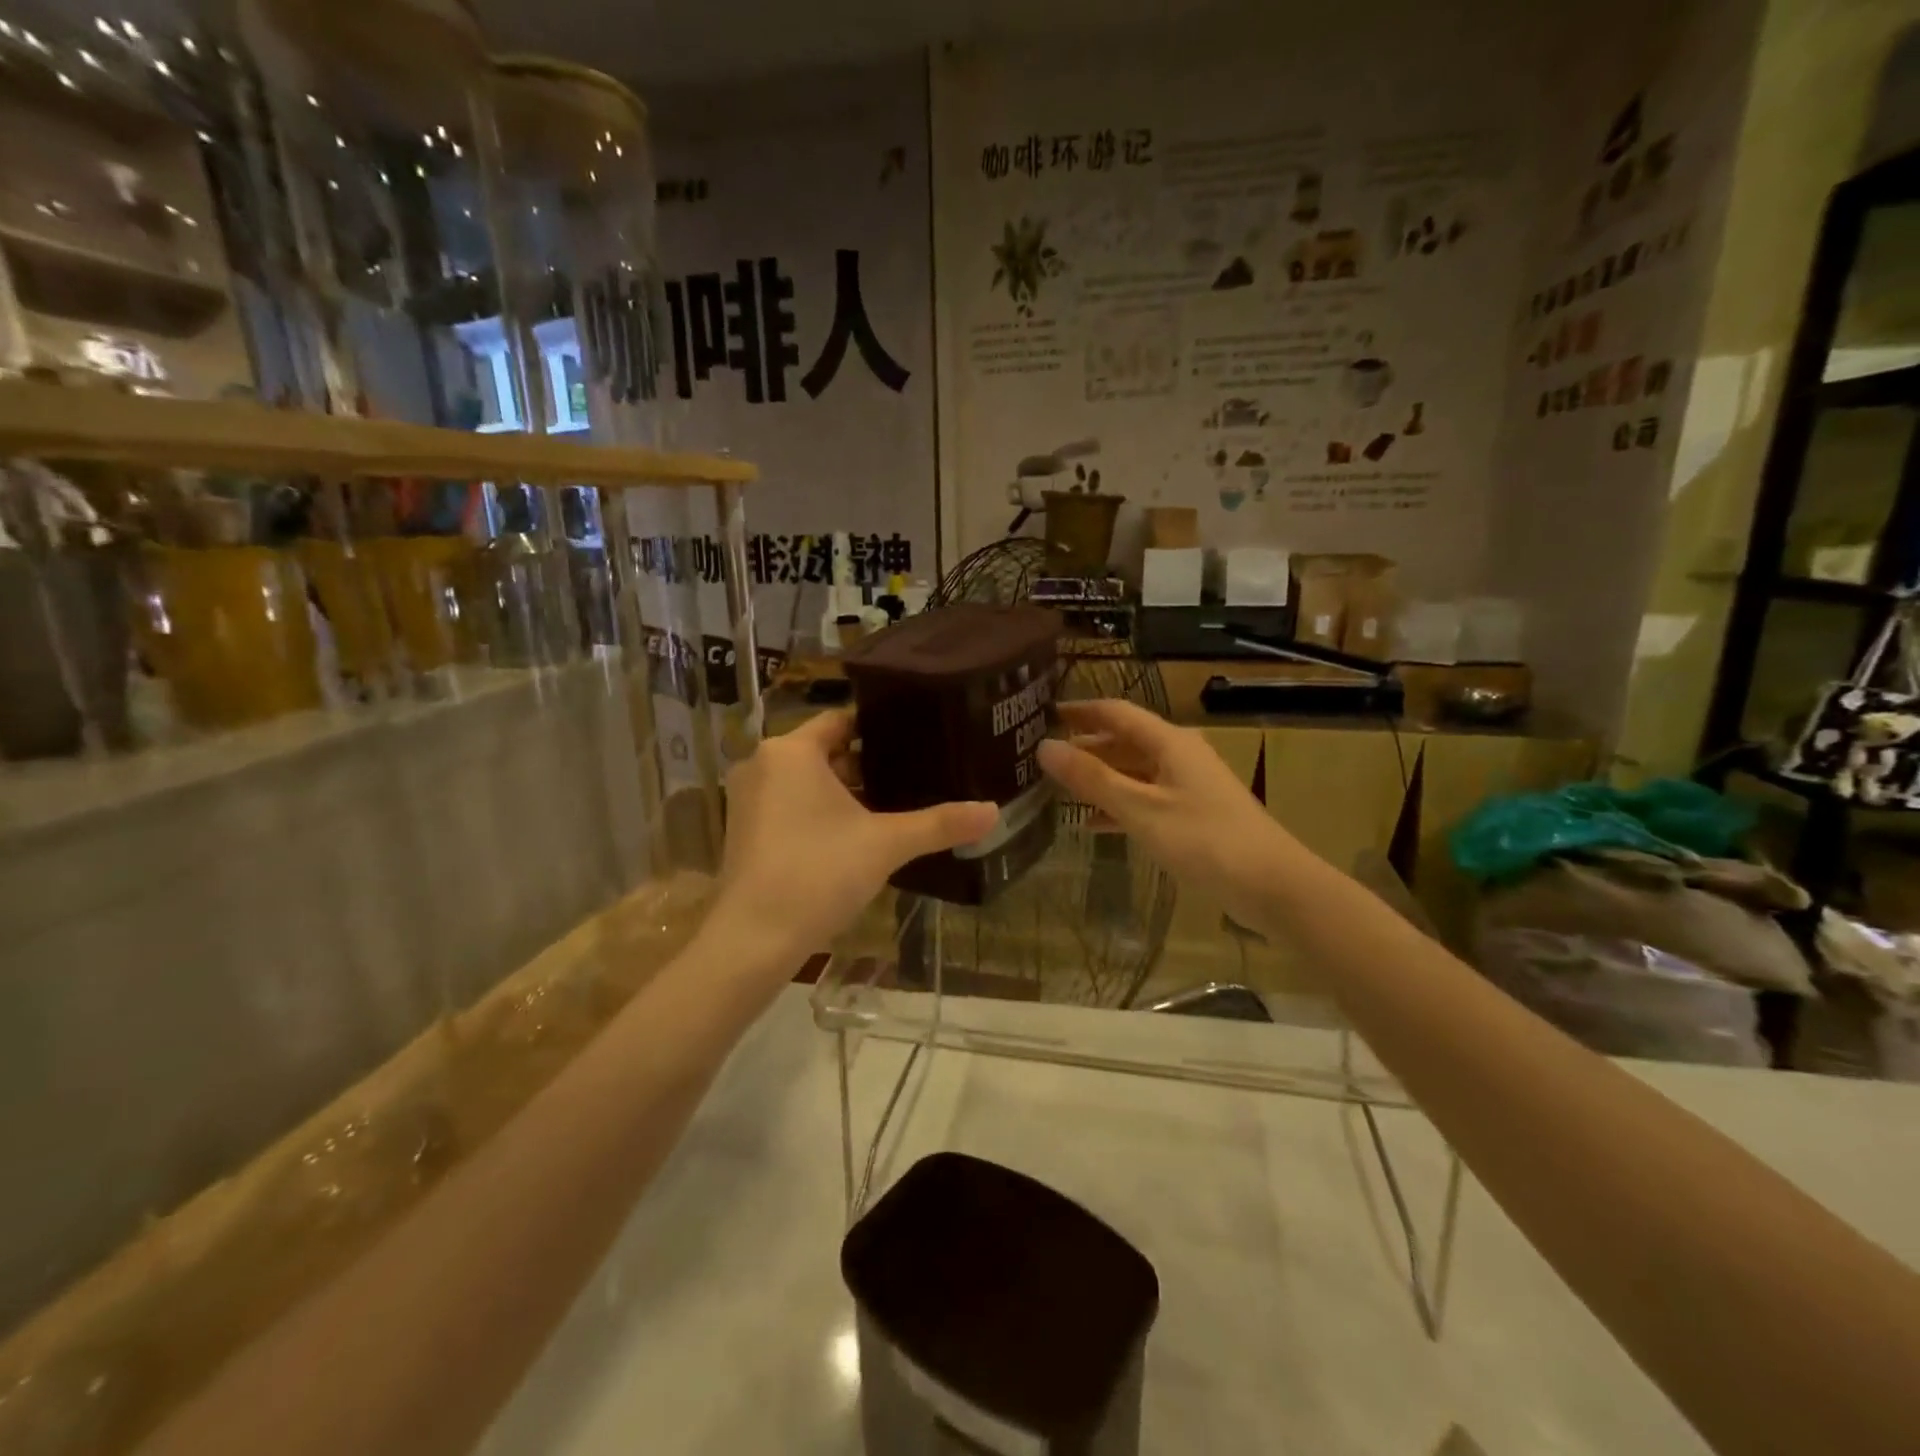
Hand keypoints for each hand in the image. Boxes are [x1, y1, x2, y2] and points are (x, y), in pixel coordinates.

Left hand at [711, 711, 998, 974]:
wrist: (753, 939)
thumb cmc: (818, 873)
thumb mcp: (886, 844)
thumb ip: (940, 824)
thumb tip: (994, 811)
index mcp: (791, 751)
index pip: (842, 721)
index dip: (881, 730)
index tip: (917, 741)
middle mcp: (763, 764)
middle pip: (825, 751)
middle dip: (867, 766)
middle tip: (914, 777)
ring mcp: (747, 798)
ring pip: (807, 781)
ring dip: (843, 793)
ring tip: (892, 806)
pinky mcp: (743, 829)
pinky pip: (789, 804)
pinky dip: (818, 812)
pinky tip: (854, 836)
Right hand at [1037, 700, 1302, 932]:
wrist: (1271, 885)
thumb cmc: (1204, 840)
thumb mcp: (1141, 808)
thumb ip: (1092, 778)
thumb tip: (1045, 747)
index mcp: (1169, 742)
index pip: (1116, 712)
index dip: (1080, 710)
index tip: (1044, 714)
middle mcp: (1179, 755)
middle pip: (1124, 741)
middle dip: (1085, 746)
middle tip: (1042, 756)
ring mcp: (1188, 786)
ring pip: (1133, 771)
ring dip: (1099, 778)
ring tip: (1057, 789)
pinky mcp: (1193, 815)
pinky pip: (1146, 799)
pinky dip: (1119, 806)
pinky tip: (1092, 824)